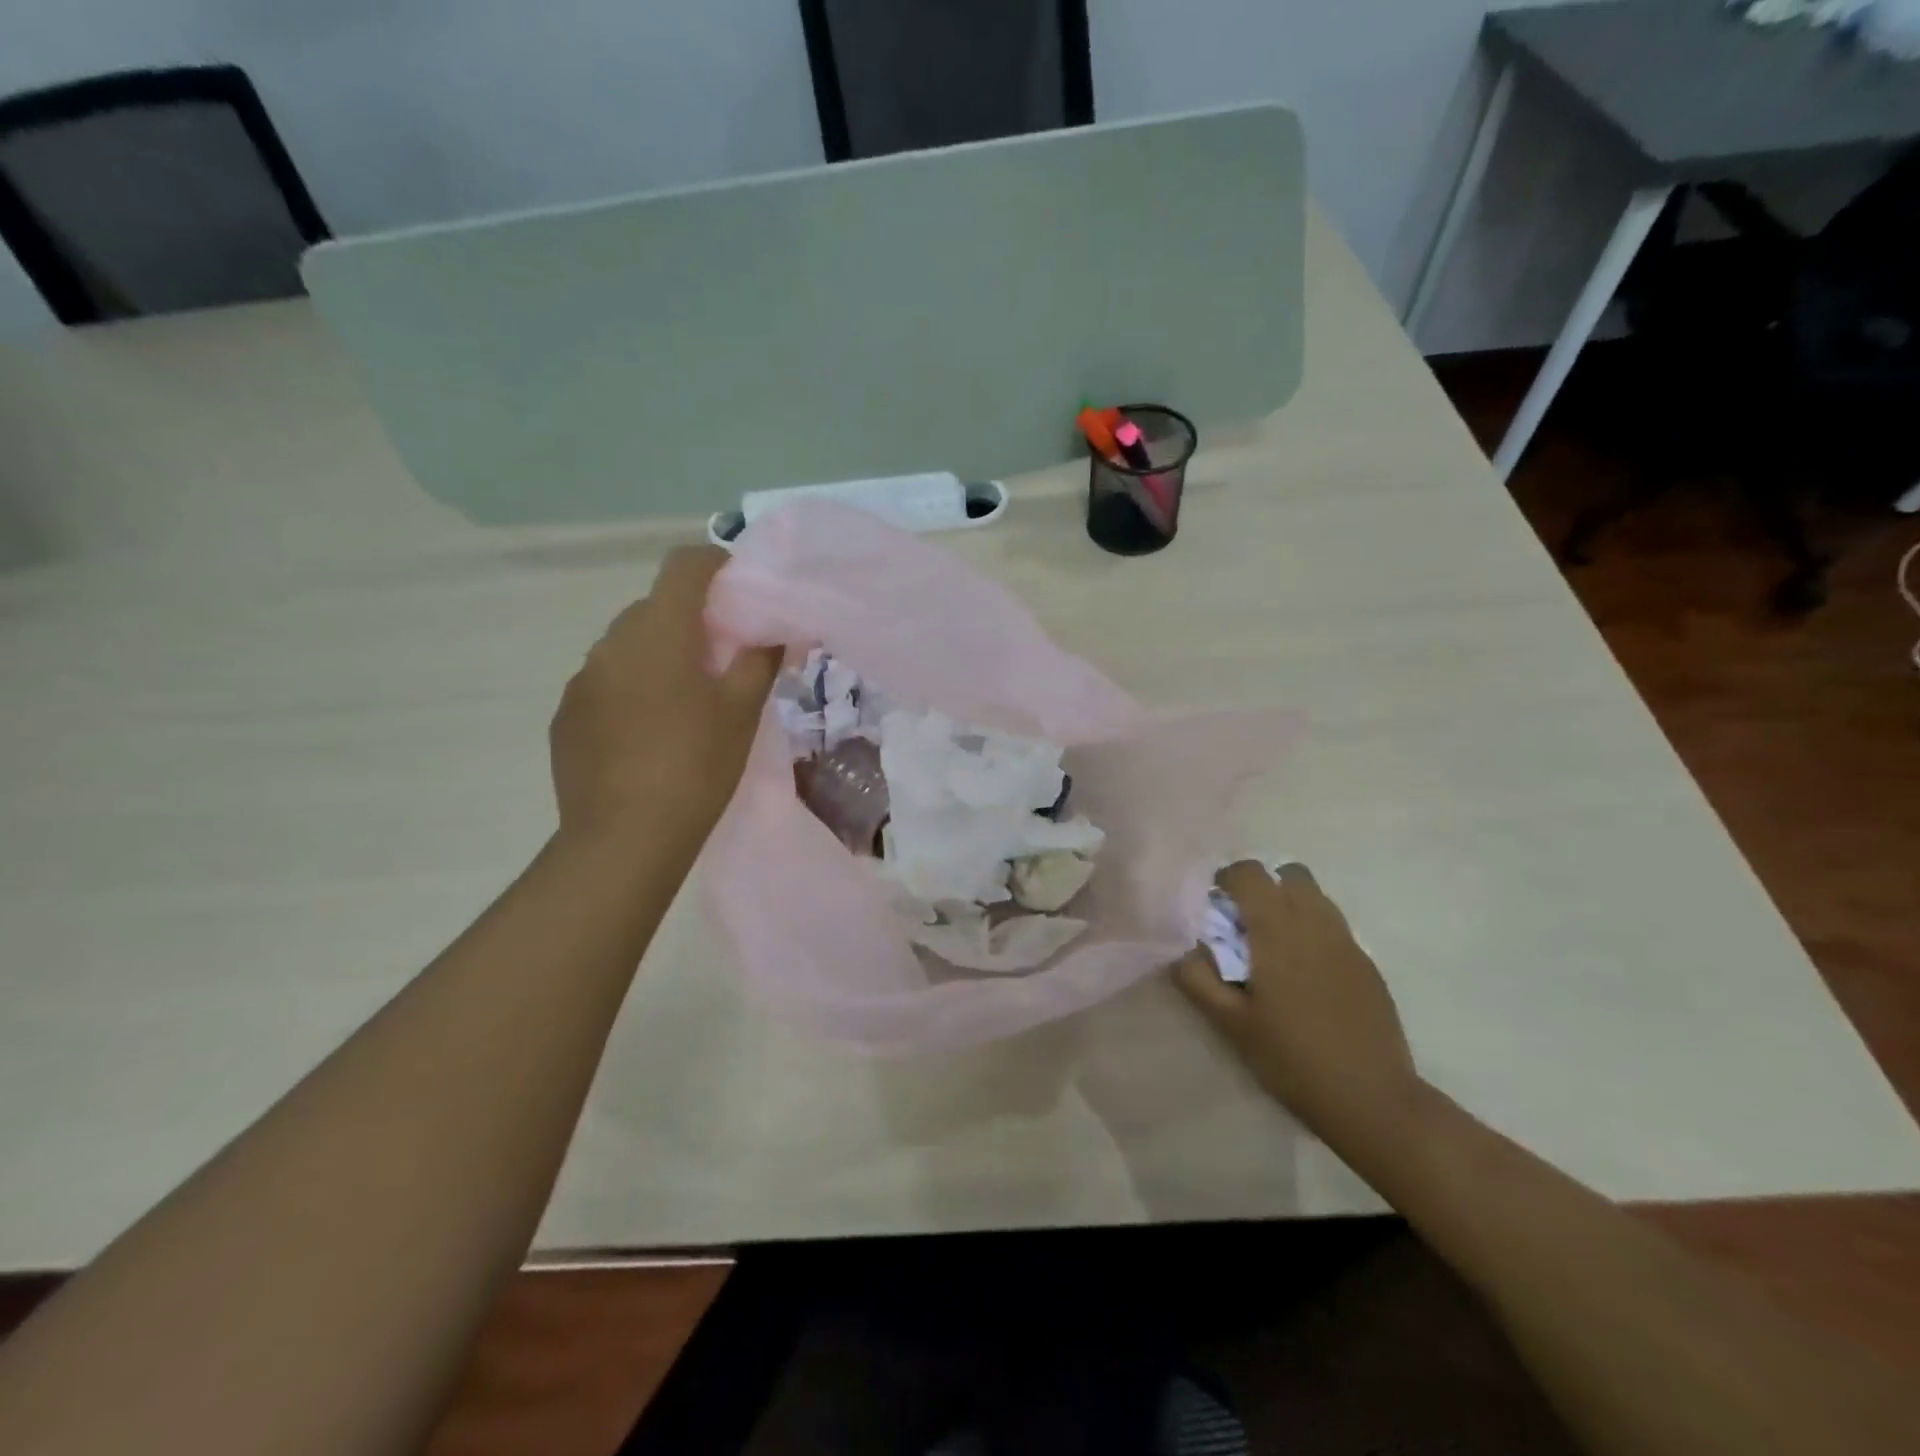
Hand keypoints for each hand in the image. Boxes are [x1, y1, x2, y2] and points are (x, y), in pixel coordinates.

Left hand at [550, 546, 780, 847]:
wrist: (625, 838)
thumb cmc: (696, 767)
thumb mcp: (741, 713)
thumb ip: (760, 661)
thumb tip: (776, 631)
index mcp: (659, 633)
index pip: (682, 566)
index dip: (714, 564)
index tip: (737, 587)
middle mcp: (611, 643)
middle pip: (654, 607)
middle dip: (689, 619)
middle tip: (721, 657)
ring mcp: (582, 680)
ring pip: (627, 646)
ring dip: (657, 655)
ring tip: (684, 700)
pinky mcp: (566, 714)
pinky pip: (605, 682)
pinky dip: (631, 688)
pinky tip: (648, 732)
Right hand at [1173, 862, 1423, 1142]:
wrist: (1372, 1098)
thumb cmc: (1291, 1058)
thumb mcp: (1230, 1024)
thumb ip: (1199, 978)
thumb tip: (1185, 950)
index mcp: (1277, 931)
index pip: (1250, 873)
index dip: (1227, 879)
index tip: (1214, 905)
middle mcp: (1315, 923)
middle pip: (1289, 874)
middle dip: (1262, 885)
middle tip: (1244, 922)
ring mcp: (1347, 942)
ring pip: (1316, 896)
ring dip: (1289, 903)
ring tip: (1272, 945)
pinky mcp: (1366, 964)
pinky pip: (1333, 925)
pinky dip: (1311, 929)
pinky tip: (1303, 973)